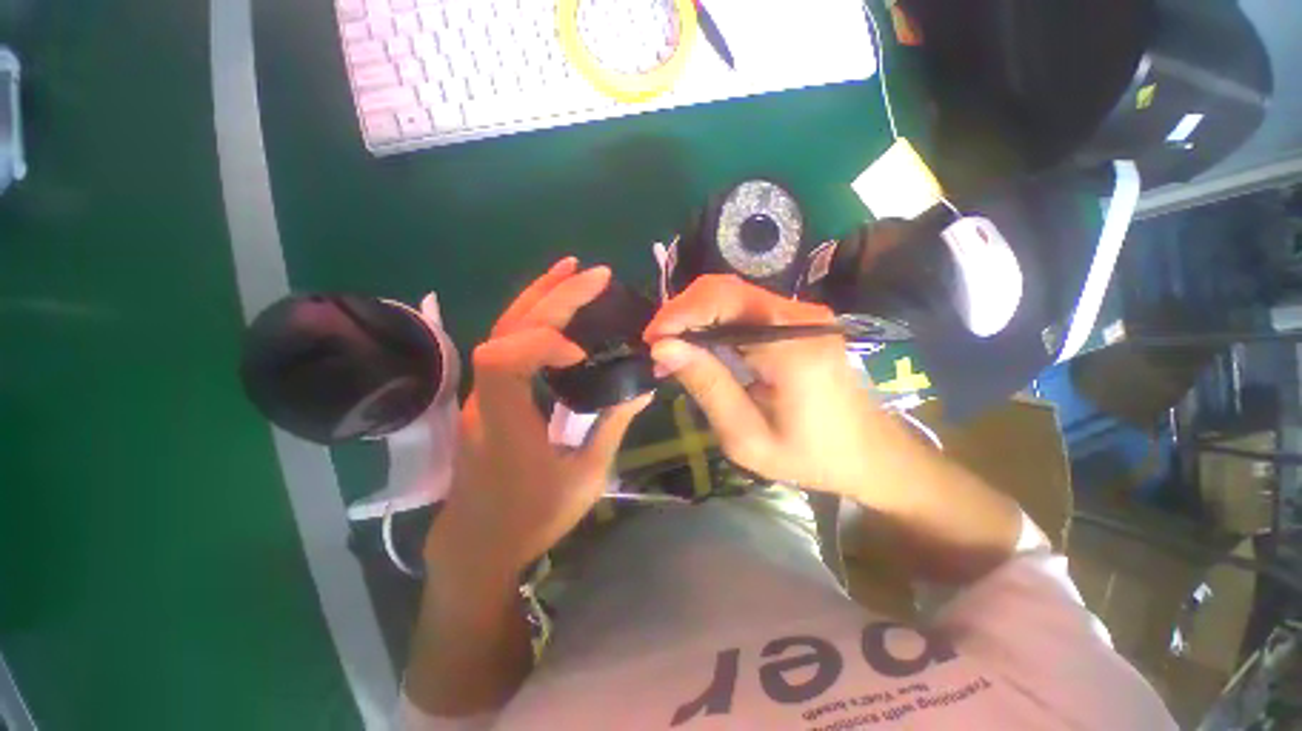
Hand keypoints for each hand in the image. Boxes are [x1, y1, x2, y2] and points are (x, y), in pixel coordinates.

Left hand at [428, 258, 651, 575]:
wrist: (479, 543)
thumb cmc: (533, 518)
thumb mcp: (585, 476)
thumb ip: (612, 426)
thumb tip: (642, 387)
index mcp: (503, 423)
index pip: (501, 360)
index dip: (541, 342)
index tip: (582, 353)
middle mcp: (485, 399)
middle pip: (506, 330)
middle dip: (553, 297)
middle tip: (595, 275)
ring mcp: (482, 393)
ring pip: (502, 329)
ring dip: (539, 296)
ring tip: (572, 271)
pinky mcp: (490, 393)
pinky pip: (508, 343)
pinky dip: (533, 317)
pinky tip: (555, 306)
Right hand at [644, 275, 882, 496]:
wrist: (871, 454)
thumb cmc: (811, 456)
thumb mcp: (747, 436)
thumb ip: (707, 386)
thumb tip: (664, 348)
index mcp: (792, 344)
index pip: (722, 301)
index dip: (678, 313)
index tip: (651, 340)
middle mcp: (801, 316)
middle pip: (726, 290)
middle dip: (683, 313)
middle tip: (659, 346)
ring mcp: (804, 315)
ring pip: (733, 297)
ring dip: (696, 318)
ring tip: (673, 351)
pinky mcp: (800, 322)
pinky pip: (747, 310)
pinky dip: (715, 324)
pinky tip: (701, 348)